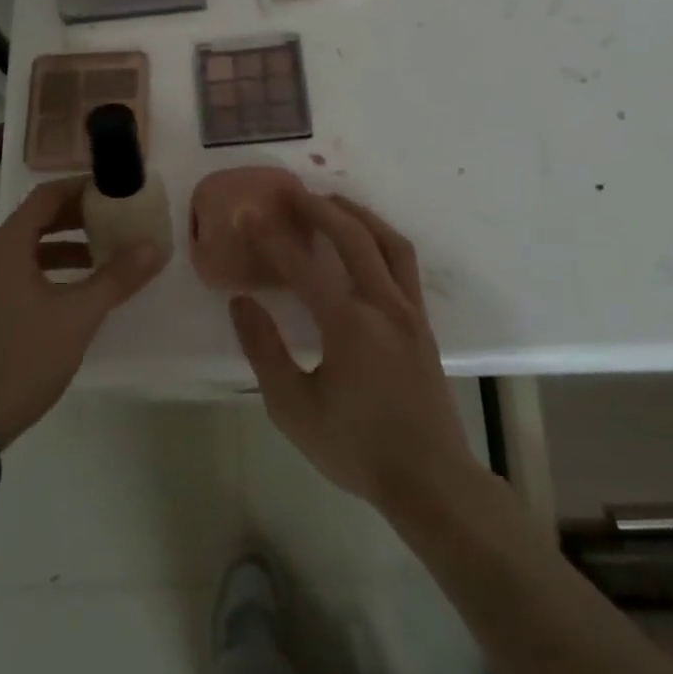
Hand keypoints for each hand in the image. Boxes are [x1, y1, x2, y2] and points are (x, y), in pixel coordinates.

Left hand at [0, 177, 167, 448]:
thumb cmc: (25, 356)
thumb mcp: (79, 315)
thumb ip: (117, 277)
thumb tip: (154, 246)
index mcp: (7, 245)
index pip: (45, 197)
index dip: (79, 189)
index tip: (112, 191)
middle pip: (36, 219)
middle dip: (76, 218)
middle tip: (114, 221)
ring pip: (27, 248)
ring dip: (64, 246)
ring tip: (102, 256)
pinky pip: (18, 271)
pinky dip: (47, 269)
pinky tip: (73, 291)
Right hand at [230, 192, 485, 527]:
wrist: (430, 481)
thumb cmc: (356, 447)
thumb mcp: (293, 408)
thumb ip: (264, 350)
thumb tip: (241, 302)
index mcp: (349, 325)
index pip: (303, 267)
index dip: (273, 239)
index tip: (250, 216)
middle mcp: (383, 306)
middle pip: (353, 237)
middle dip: (320, 208)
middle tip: (292, 192)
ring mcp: (409, 311)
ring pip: (388, 242)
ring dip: (357, 214)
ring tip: (331, 201)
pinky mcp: (422, 322)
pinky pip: (403, 262)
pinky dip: (380, 237)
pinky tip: (364, 241)